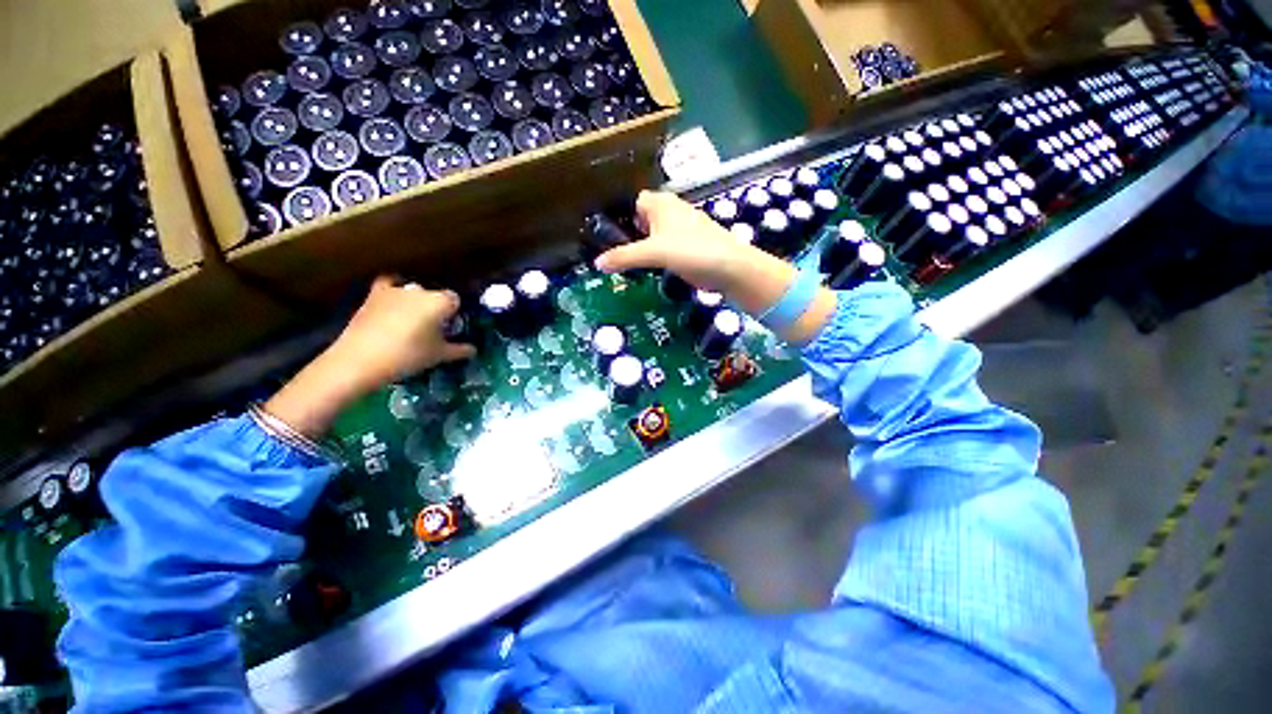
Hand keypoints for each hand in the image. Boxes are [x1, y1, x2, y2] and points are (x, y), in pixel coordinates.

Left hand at [264, 278, 475, 438]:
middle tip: (433, 329)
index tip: (450, 329)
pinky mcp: (374, 295)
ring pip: (413, 292)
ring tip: (411, 322)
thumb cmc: (408, 356)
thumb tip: (473, 350)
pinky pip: (388, 286)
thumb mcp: (439, 356)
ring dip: (416, 303)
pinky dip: (392, 291)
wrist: (361, 359)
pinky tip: (392, 303)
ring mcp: (395, 290)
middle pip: (435, 295)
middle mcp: (420, 291)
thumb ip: (459, 350)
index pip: (455, 300)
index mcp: (440, 302)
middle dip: (436, 308)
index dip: (455, 314)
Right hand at [594, 190, 751, 292]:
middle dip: (626, 234)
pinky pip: (662, 249)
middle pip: (640, 220)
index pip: (632, 202)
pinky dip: (653, 258)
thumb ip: (624, 257)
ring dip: (639, 248)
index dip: (618, 216)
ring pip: (652, 236)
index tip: (602, 234)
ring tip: (620, 264)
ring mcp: (679, 230)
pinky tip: (643, 271)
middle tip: (607, 252)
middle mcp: (669, 212)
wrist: (728, 268)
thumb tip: (596, 263)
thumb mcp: (654, 253)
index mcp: (660, 203)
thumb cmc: (691, 250)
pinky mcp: (686, 248)